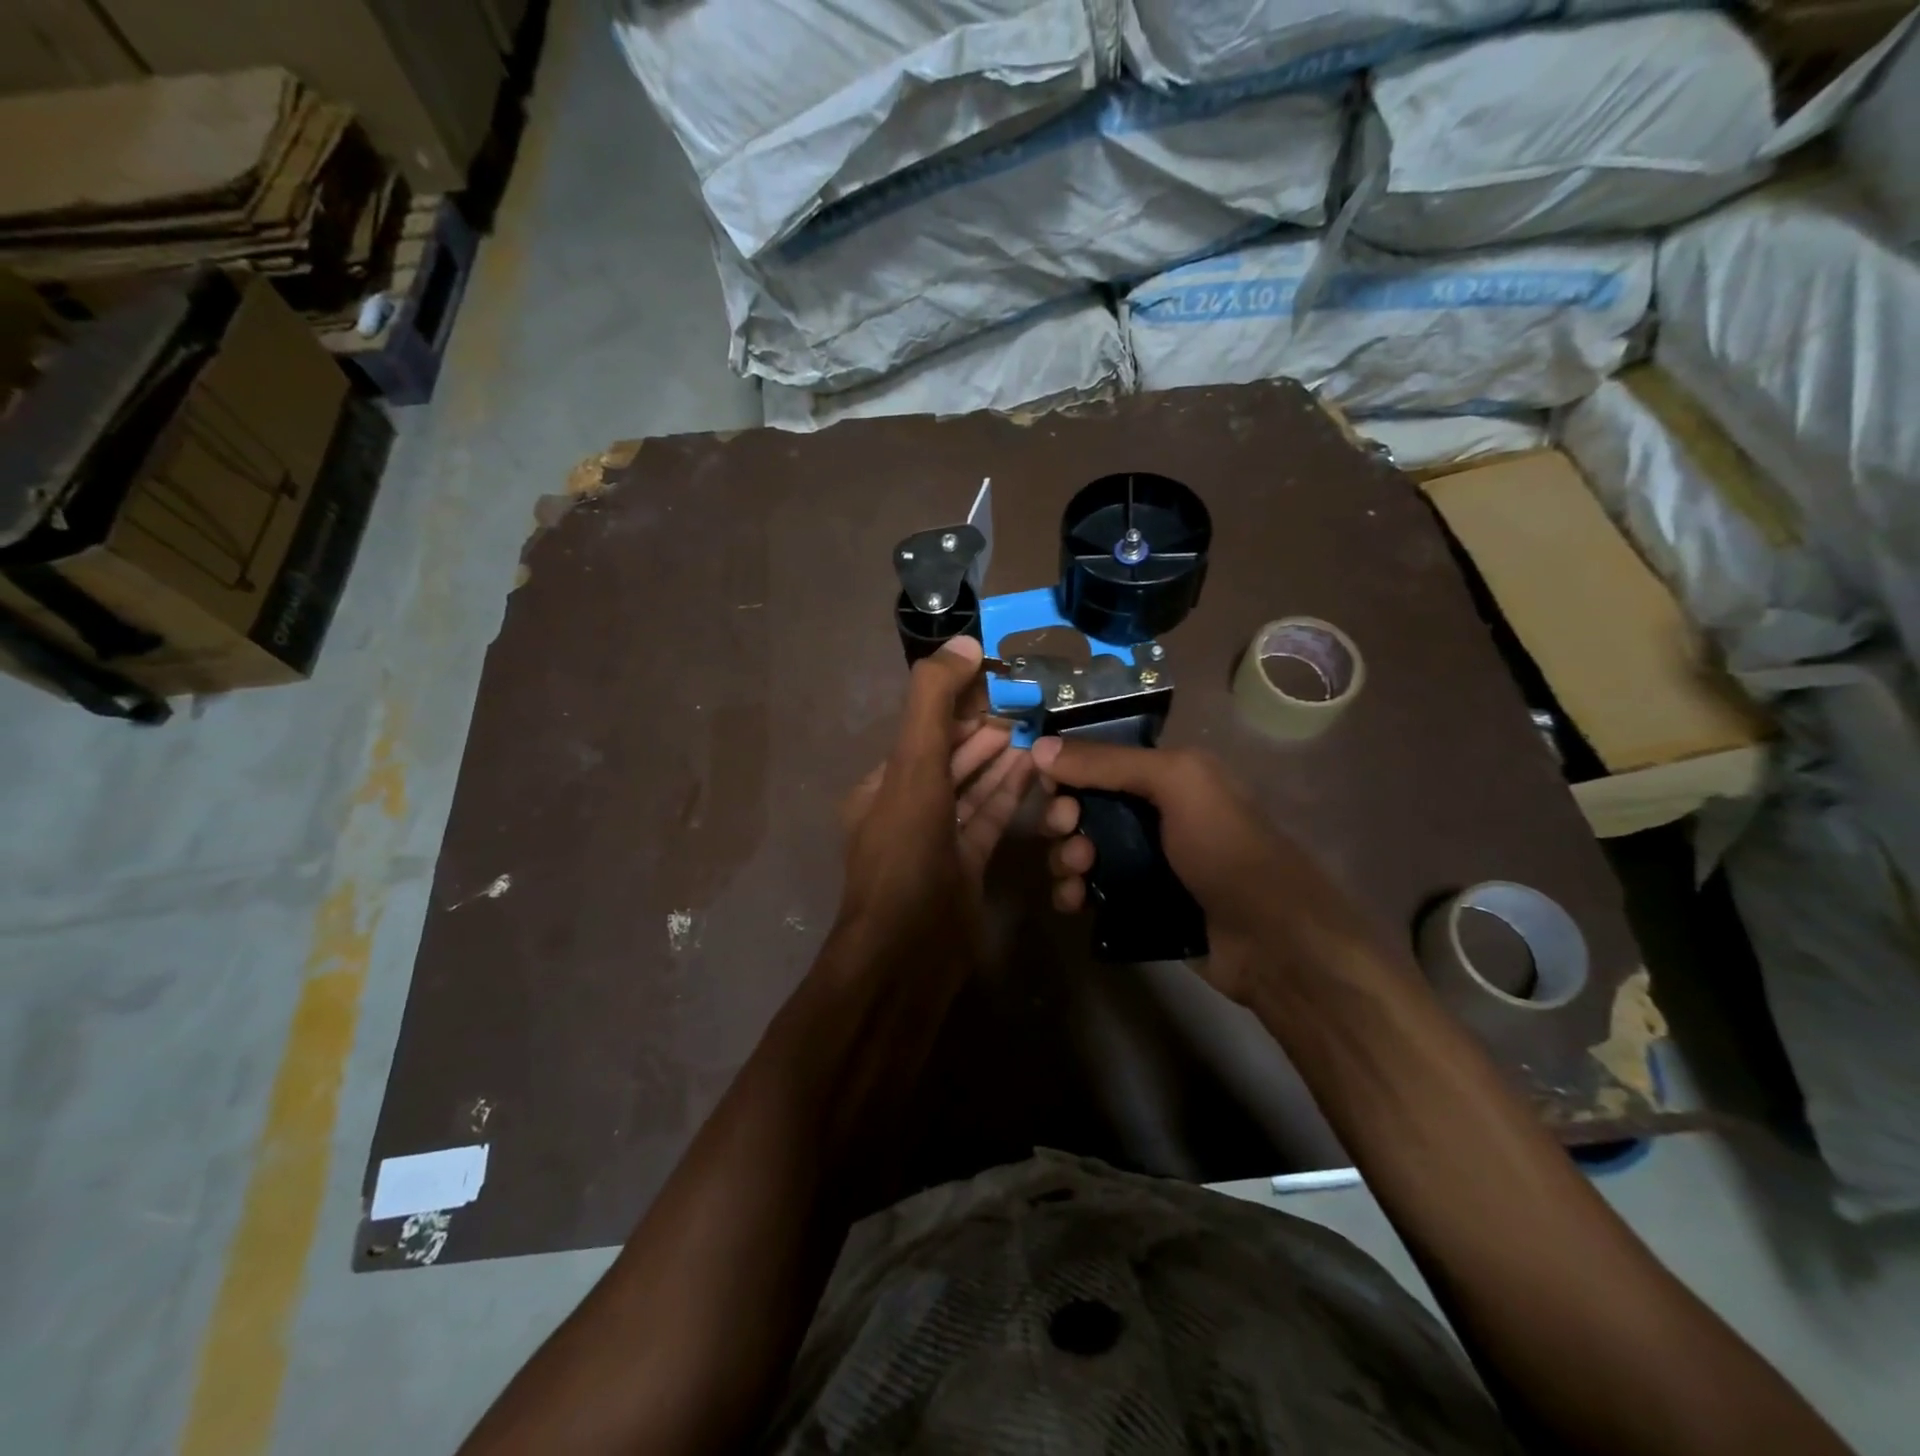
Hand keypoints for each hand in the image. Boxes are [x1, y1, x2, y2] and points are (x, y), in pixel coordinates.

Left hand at [835, 637, 1033, 957]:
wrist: (909, 954)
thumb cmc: (906, 854)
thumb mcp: (913, 769)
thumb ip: (934, 704)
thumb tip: (964, 644)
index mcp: (882, 785)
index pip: (923, 729)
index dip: (957, 702)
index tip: (997, 678)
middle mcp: (906, 808)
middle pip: (949, 757)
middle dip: (983, 729)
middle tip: (1027, 703)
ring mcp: (937, 840)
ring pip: (971, 788)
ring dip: (1000, 759)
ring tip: (1036, 729)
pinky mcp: (965, 866)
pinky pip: (988, 818)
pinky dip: (1009, 794)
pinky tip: (1034, 769)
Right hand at [1032, 738, 1376, 1003]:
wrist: (1273, 942)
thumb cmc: (1227, 849)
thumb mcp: (1177, 784)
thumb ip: (1108, 762)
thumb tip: (1039, 747)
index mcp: (1164, 776)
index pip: (1097, 761)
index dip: (1066, 770)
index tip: (1049, 787)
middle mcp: (1150, 814)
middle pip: (1081, 806)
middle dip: (1062, 818)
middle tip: (1068, 833)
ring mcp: (1141, 862)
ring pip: (1079, 850)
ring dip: (1064, 857)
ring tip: (1077, 873)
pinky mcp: (1134, 904)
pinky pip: (1087, 891)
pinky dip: (1071, 892)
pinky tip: (1074, 902)